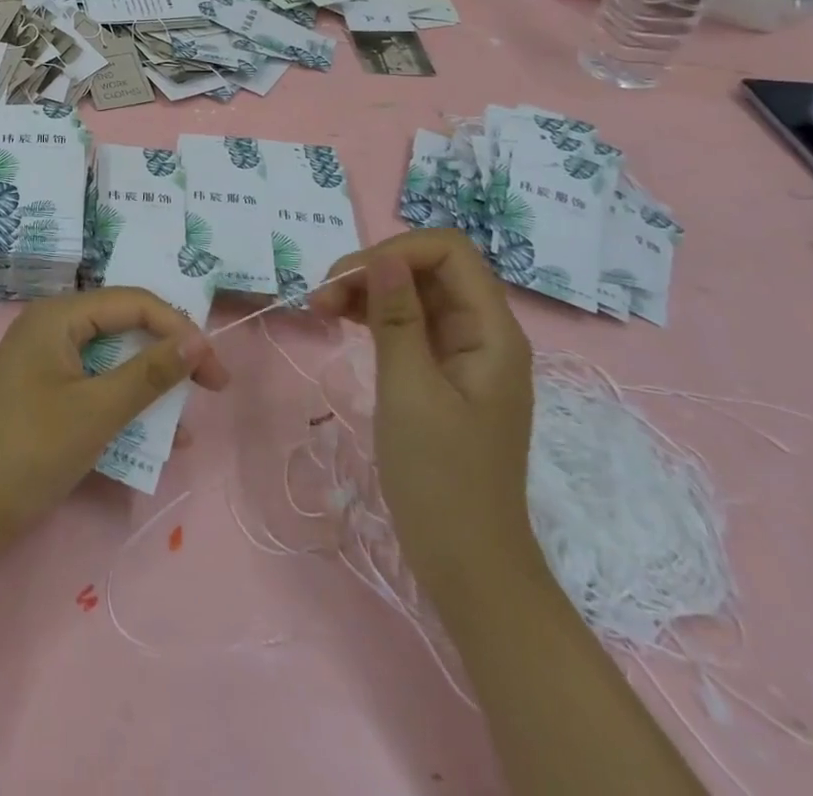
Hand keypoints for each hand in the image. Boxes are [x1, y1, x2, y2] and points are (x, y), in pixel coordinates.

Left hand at [0, 288, 228, 565]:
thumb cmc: (31, 450)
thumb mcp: (97, 411)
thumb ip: (150, 373)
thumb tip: (198, 341)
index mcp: (58, 316)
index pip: (132, 302)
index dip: (179, 328)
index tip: (215, 368)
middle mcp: (52, 327)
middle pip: (124, 326)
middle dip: (169, 354)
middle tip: (211, 384)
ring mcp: (47, 360)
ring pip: (114, 358)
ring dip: (151, 385)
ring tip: (187, 416)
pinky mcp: (47, 392)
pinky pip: (97, 385)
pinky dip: (126, 404)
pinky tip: (158, 438)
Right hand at [314, 230, 538, 598]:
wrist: (467, 562)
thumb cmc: (440, 477)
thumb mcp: (410, 390)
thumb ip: (397, 317)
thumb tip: (385, 255)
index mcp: (491, 331)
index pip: (449, 251)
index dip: (397, 250)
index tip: (347, 279)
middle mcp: (483, 332)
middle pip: (429, 268)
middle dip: (374, 269)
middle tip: (321, 297)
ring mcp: (463, 354)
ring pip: (415, 294)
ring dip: (368, 290)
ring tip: (321, 308)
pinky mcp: (444, 375)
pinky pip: (410, 324)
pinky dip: (375, 316)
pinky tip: (342, 322)